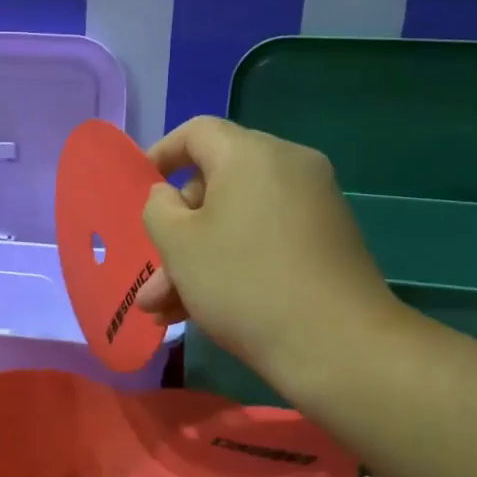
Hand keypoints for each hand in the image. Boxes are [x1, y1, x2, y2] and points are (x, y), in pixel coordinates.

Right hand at [136, 116, 405, 382]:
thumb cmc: (243, 283)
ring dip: (196, 259)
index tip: (140, 188)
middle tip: (152, 275)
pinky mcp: (326, 242)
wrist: (337, 344)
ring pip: (237, 220)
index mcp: (252, 154)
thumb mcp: (179, 245)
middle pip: (216, 183)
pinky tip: (199, 312)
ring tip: (162, 310)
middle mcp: (289, 167)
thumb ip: (158, 209)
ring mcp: (313, 205)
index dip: (161, 155)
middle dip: (176, 231)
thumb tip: (169, 197)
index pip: (197, 132)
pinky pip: (264, 239)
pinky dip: (232, 263)